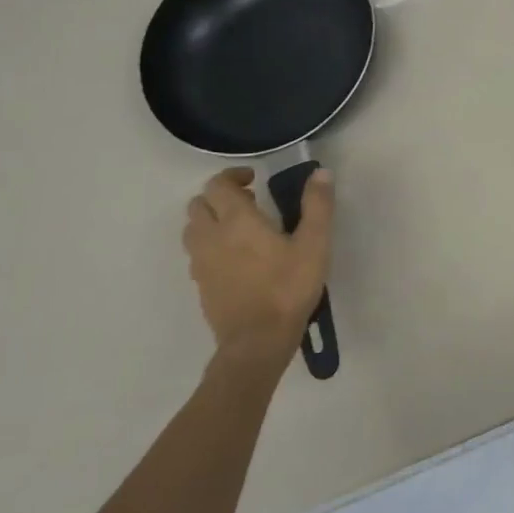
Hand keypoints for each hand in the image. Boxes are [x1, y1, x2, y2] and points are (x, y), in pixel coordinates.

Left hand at [182, 167, 333, 368]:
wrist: (258, 340)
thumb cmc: (288, 287)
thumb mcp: (314, 243)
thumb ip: (317, 205)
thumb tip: (320, 172)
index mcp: (237, 220)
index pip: (218, 185)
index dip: (233, 176)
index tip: (254, 180)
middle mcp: (211, 236)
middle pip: (199, 204)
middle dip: (220, 197)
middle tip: (250, 203)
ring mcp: (201, 263)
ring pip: (193, 229)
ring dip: (211, 220)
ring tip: (240, 229)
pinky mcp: (201, 285)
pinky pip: (197, 254)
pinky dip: (211, 245)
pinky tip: (236, 258)